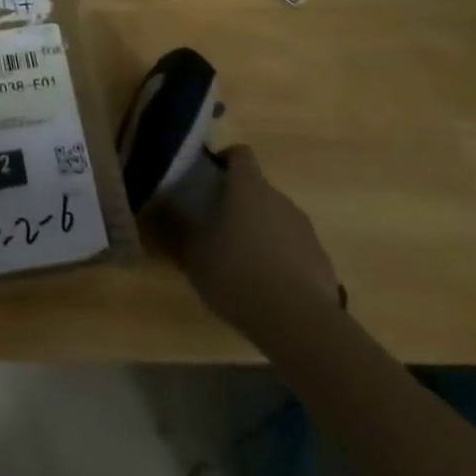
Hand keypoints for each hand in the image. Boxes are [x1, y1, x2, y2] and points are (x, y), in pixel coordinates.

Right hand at [159, 146, 340, 328]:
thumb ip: (175, 232)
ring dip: (262, 232)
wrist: (299, 322)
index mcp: (248, 186)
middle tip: (219, 228)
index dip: (225, 161)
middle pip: (258, 190)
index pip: (240, 154)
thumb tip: (153, 215)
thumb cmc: (237, 273)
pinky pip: (296, 251)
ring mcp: (305, 230)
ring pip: (277, 220)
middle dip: (241, 204)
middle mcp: (279, 198)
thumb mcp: (193, 255)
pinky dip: (283, 260)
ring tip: (244, 263)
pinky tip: (269, 289)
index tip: (210, 179)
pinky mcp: (322, 261)